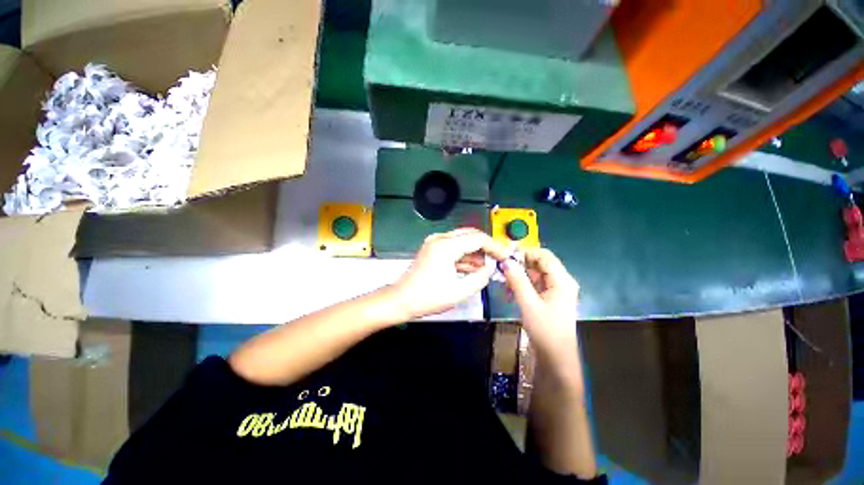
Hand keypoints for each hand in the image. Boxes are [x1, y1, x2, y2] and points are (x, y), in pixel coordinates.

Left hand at [392, 229, 507, 319]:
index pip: (477, 239)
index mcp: (446, 246)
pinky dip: (463, 255)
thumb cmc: (428, 297)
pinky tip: (471, 268)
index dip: (494, 247)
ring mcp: (434, 242)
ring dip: (474, 251)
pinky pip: (452, 247)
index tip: (505, 257)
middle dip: (485, 247)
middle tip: (497, 260)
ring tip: (485, 268)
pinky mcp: (431, 249)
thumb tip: (490, 269)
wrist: (400, 300)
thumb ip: (479, 278)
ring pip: (461, 240)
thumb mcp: (459, 292)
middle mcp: (440, 239)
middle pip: (470, 235)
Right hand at [500, 247, 579, 354]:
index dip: (525, 252)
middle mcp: (561, 281)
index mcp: (562, 280)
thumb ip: (517, 280)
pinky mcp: (549, 297)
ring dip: (519, 275)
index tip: (506, 256)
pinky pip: (534, 284)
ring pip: (535, 273)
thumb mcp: (528, 303)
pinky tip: (510, 291)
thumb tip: (506, 261)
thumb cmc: (545, 330)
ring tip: (504, 283)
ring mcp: (556, 289)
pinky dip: (522, 284)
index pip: (544, 255)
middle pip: (539, 263)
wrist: (556, 357)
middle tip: (502, 270)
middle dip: (520, 264)